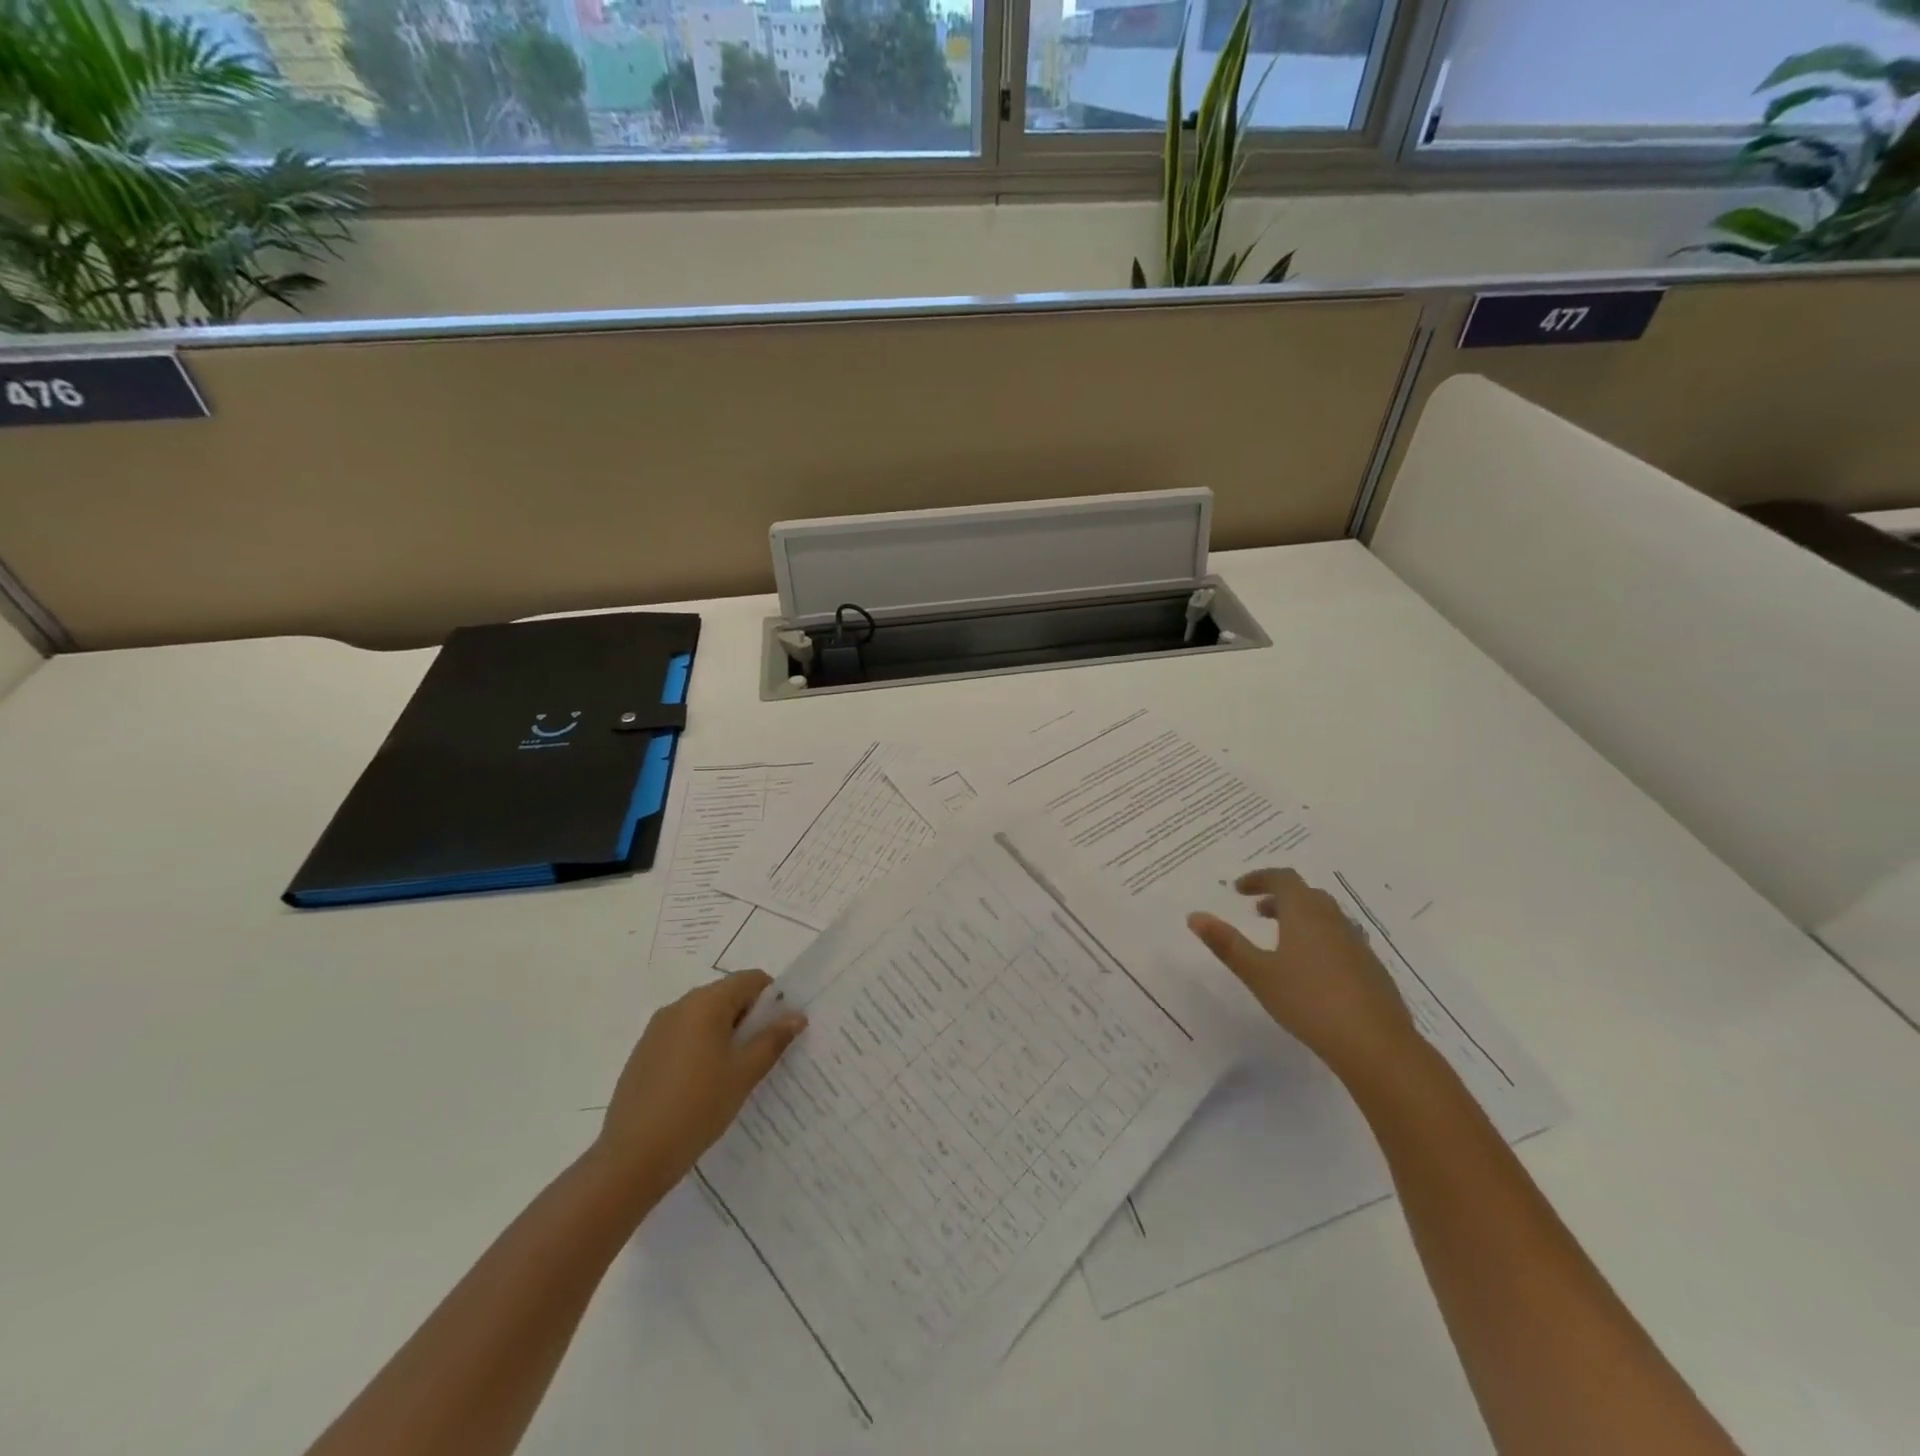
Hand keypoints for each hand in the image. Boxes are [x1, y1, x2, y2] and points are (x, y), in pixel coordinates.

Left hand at [595, 971, 806, 1202]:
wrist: (632, 1156)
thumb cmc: (697, 1107)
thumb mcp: (744, 1074)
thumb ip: (773, 1040)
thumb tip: (797, 1015)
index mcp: (706, 1003)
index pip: (750, 980)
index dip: (772, 999)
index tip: (781, 1030)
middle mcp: (680, 1006)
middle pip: (727, 996)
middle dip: (750, 1018)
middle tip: (763, 1055)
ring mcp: (657, 1029)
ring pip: (704, 1017)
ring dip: (725, 1034)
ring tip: (735, 1074)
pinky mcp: (644, 1052)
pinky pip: (683, 1036)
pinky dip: (701, 1048)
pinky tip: (703, 1085)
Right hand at [1188, 868, 1417, 1081]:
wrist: (1375, 1044)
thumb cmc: (1308, 1001)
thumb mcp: (1257, 973)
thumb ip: (1226, 943)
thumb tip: (1194, 915)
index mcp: (1305, 913)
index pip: (1283, 878)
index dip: (1259, 878)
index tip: (1238, 890)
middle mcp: (1333, 920)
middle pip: (1307, 894)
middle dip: (1279, 897)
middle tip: (1257, 911)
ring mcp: (1357, 944)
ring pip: (1326, 916)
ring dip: (1301, 917)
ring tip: (1282, 939)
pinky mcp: (1371, 969)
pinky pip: (1340, 939)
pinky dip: (1320, 938)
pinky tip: (1312, 969)